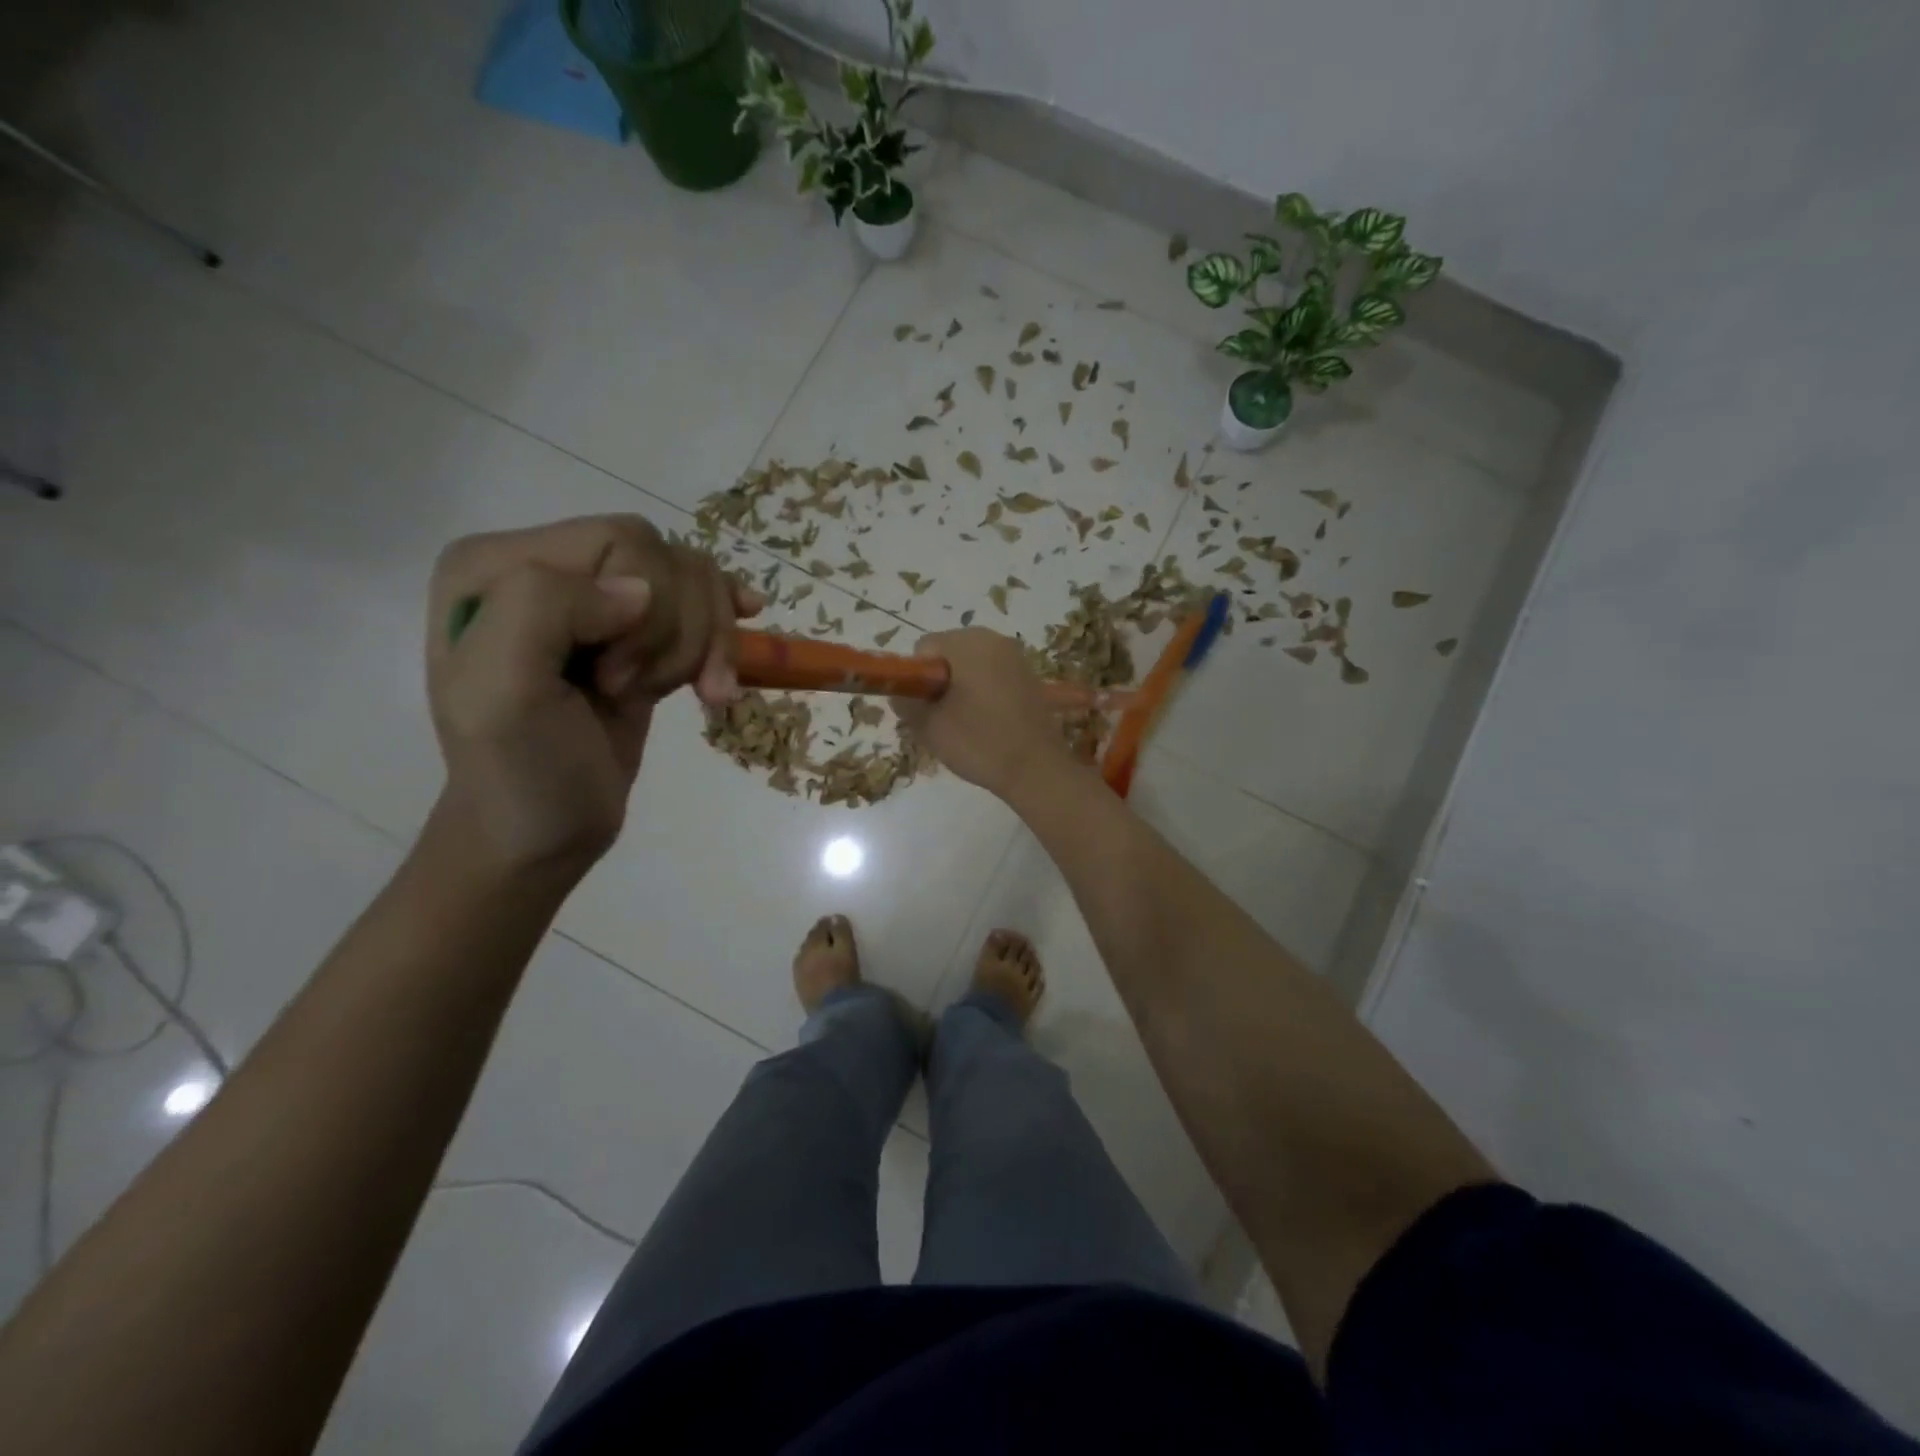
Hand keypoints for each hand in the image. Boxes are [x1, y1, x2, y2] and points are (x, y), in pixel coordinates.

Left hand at [425, 516, 760, 878]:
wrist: (540, 835)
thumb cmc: (518, 771)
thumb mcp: (500, 692)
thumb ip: (544, 609)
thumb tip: (640, 592)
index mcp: (498, 566)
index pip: (621, 542)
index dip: (645, 611)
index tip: (613, 681)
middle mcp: (548, 568)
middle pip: (665, 558)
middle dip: (678, 630)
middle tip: (640, 690)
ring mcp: (596, 602)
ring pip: (694, 582)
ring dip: (706, 644)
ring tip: (689, 694)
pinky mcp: (636, 637)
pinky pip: (701, 606)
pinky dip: (726, 638)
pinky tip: (730, 662)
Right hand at [890, 629, 1079, 801]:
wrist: (1036, 768)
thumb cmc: (978, 742)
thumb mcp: (929, 726)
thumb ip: (906, 703)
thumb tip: (901, 693)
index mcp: (968, 642)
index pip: (925, 649)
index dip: (917, 678)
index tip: (925, 707)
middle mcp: (994, 639)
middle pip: (949, 653)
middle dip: (939, 681)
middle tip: (942, 717)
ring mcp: (1016, 657)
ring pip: (971, 665)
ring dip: (961, 687)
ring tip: (965, 723)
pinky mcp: (1029, 676)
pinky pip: (992, 676)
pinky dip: (983, 692)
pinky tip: (987, 722)